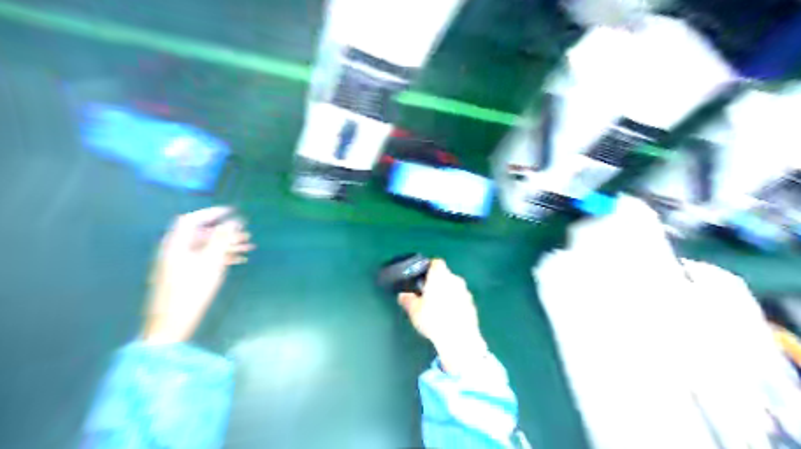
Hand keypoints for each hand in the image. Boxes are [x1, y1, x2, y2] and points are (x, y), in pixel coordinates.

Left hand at [141, 207, 253, 342]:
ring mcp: (177, 263)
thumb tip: (233, 221)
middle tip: (246, 235)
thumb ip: (222, 239)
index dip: (212, 212)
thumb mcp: (211, 262)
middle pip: (201, 234)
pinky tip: (237, 261)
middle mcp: (174, 250)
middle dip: (225, 233)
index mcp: (176, 244)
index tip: (231, 212)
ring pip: (205, 247)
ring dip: (226, 245)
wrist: (170, 324)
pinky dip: (219, 257)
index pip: (192, 219)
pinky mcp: (182, 275)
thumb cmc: (191, 291)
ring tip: (248, 248)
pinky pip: (202, 259)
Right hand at [400, 260, 488, 374]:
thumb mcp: (414, 310)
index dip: (429, 268)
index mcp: (440, 276)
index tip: (422, 278)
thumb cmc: (433, 319)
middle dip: (438, 282)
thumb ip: (408, 300)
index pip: (436, 263)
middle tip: (427, 294)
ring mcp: (466, 292)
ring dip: (448, 293)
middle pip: (446, 275)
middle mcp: (455, 279)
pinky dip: (456, 304)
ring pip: (454, 287)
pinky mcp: (473, 305)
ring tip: (438, 308)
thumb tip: (403, 295)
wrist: (459, 338)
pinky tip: (449, 317)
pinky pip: (461, 300)